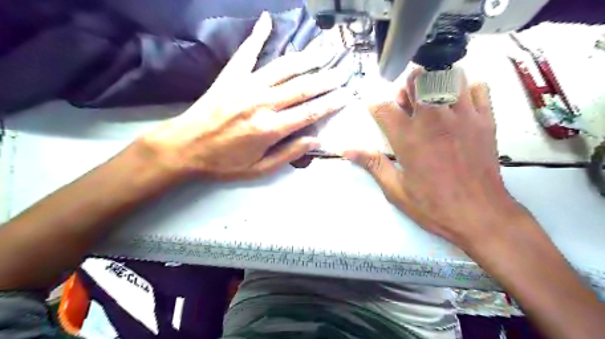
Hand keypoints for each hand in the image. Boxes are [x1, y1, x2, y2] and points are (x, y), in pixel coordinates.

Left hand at [141, 12, 349, 180]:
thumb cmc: (223, 163)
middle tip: (344, 71)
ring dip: (307, 58)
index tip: (347, 94)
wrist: (185, 146)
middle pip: (303, 87)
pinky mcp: (231, 76)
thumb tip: (314, 140)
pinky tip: (267, 20)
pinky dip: (258, 35)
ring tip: (324, 50)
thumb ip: (288, 154)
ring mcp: (246, 85)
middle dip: (327, 79)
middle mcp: (262, 103)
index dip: (331, 103)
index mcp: (270, 128)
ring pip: (283, 67)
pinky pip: (248, 52)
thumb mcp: (259, 169)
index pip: (310, 112)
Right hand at [348, 69, 526, 247]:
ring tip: (432, 98)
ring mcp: (462, 116)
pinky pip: (478, 87)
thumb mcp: (396, 190)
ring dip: (435, 82)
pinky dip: (467, 88)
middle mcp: (433, 120)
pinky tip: (460, 103)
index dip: (373, 102)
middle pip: (416, 80)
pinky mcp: (486, 120)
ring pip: (448, 76)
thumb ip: (372, 164)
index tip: (372, 104)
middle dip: (406, 86)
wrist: (480, 215)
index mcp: (407, 138)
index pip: (382, 106)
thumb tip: (347, 150)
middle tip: (407, 102)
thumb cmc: (433, 206)